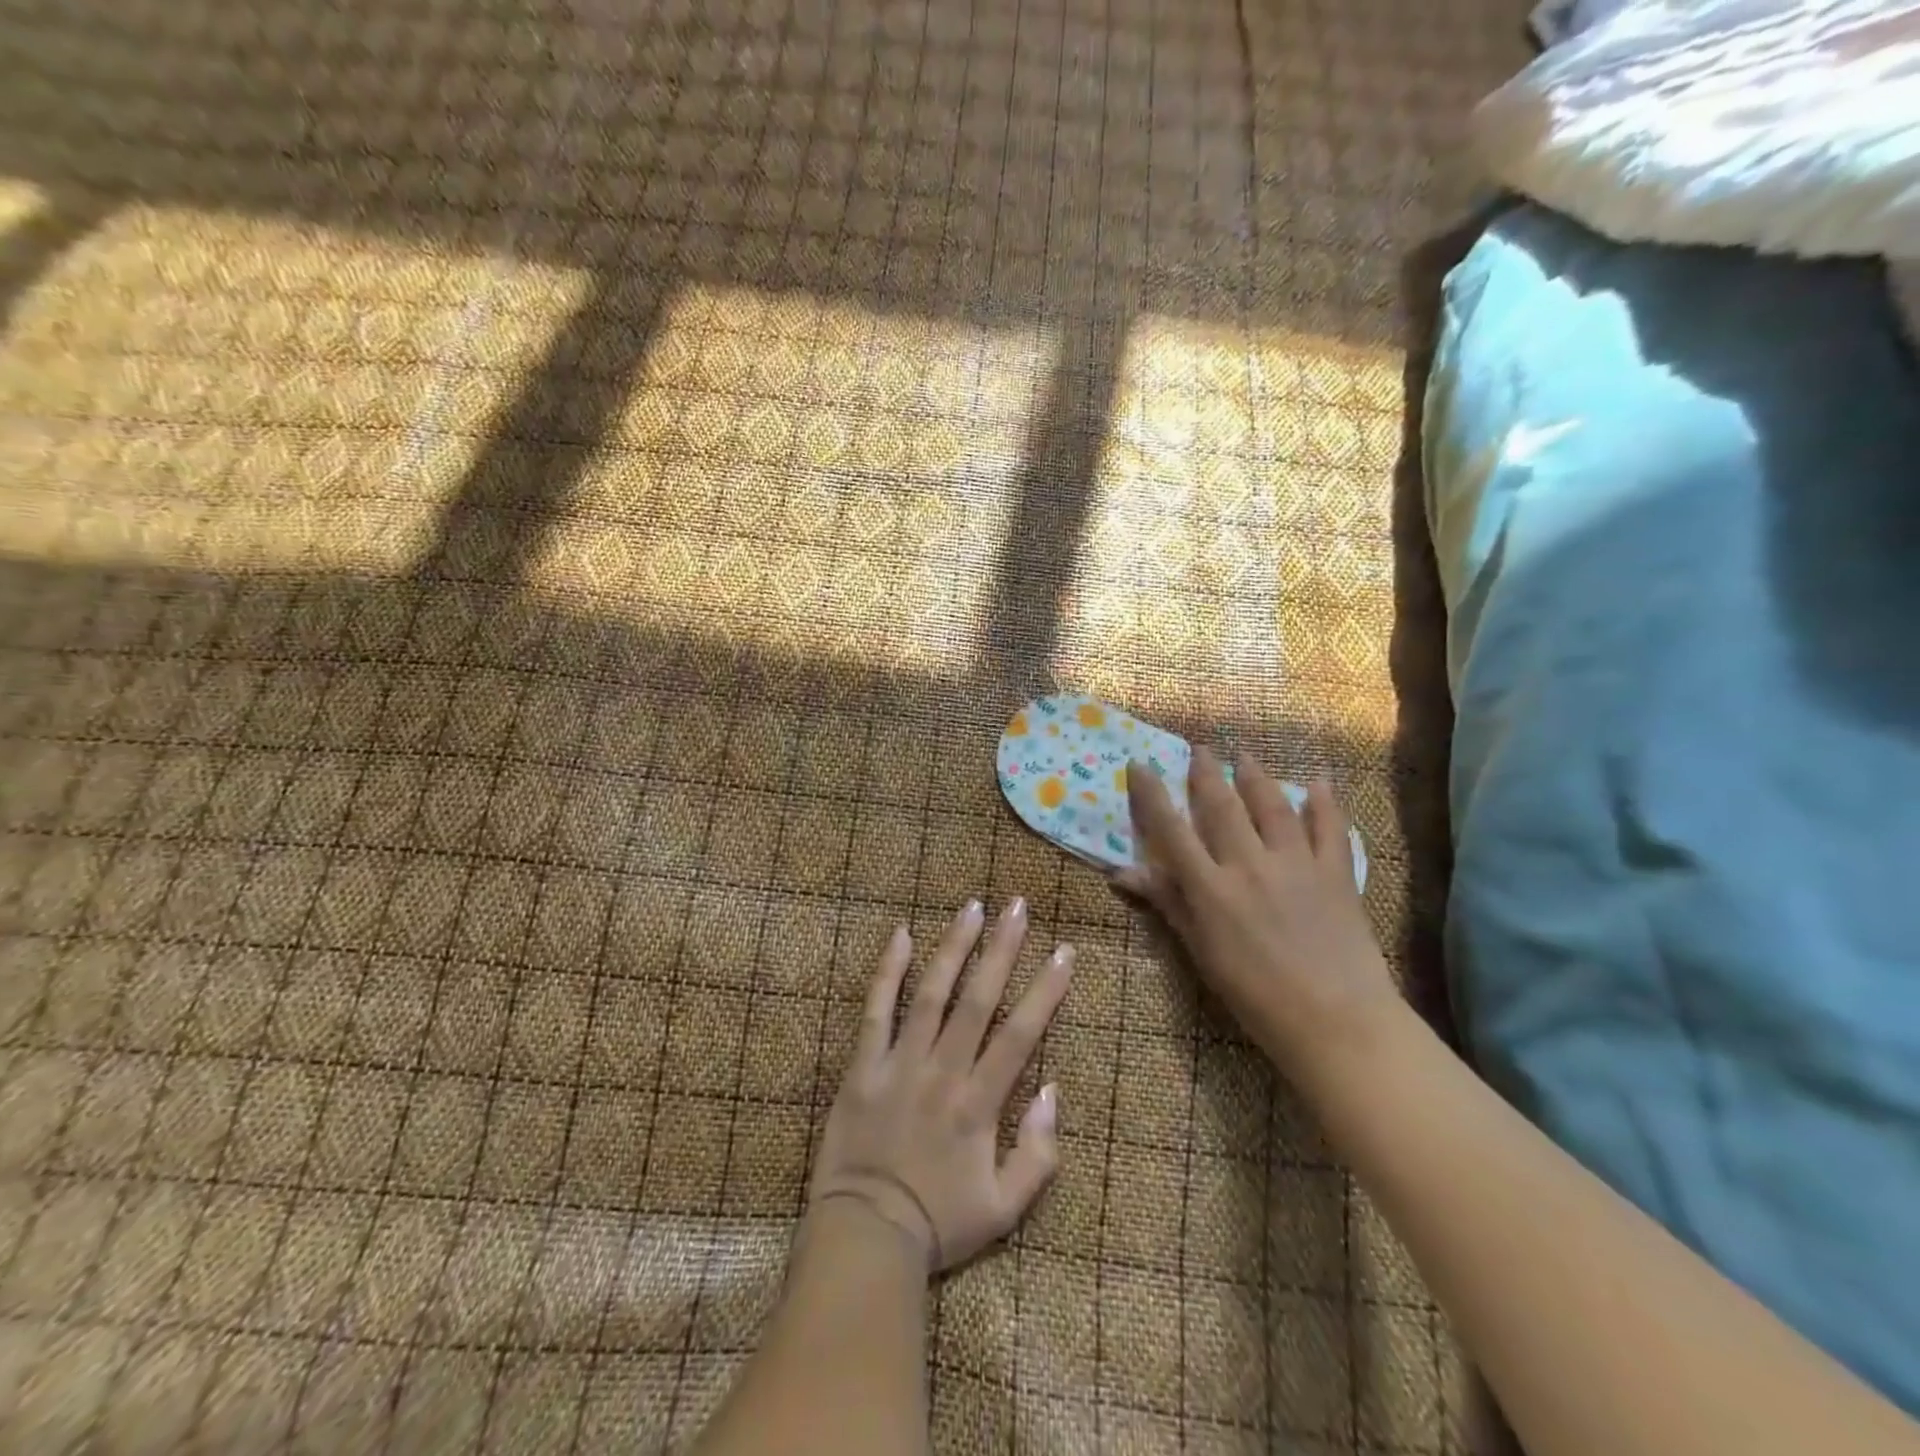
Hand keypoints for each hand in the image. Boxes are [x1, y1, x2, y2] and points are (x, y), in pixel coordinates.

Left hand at [809, 899, 1073, 1271]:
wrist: (863, 1239)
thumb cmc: (938, 1225)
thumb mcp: (1004, 1210)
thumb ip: (1037, 1155)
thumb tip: (1052, 1091)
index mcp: (978, 1105)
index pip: (1019, 1034)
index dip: (1045, 990)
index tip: (1063, 951)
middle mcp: (942, 1073)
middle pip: (978, 999)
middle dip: (1002, 949)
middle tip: (1018, 906)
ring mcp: (898, 1064)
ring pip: (930, 993)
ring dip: (953, 947)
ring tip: (972, 907)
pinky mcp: (862, 1066)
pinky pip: (875, 1011)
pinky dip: (887, 972)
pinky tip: (900, 935)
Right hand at [1116, 748, 1397, 1078]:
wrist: (1336, 1022)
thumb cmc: (1256, 996)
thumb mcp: (1202, 953)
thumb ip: (1169, 905)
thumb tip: (1124, 873)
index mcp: (1211, 888)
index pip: (1172, 830)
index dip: (1152, 795)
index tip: (1140, 764)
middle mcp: (1249, 865)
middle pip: (1221, 806)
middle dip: (1206, 773)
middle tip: (1198, 748)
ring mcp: (1296, 864)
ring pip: (1271, 806)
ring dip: (1256, 776)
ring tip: (1245, 754)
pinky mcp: (1336, 873)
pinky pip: (1330, 828)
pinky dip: (1324, 802)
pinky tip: (1319, 783)